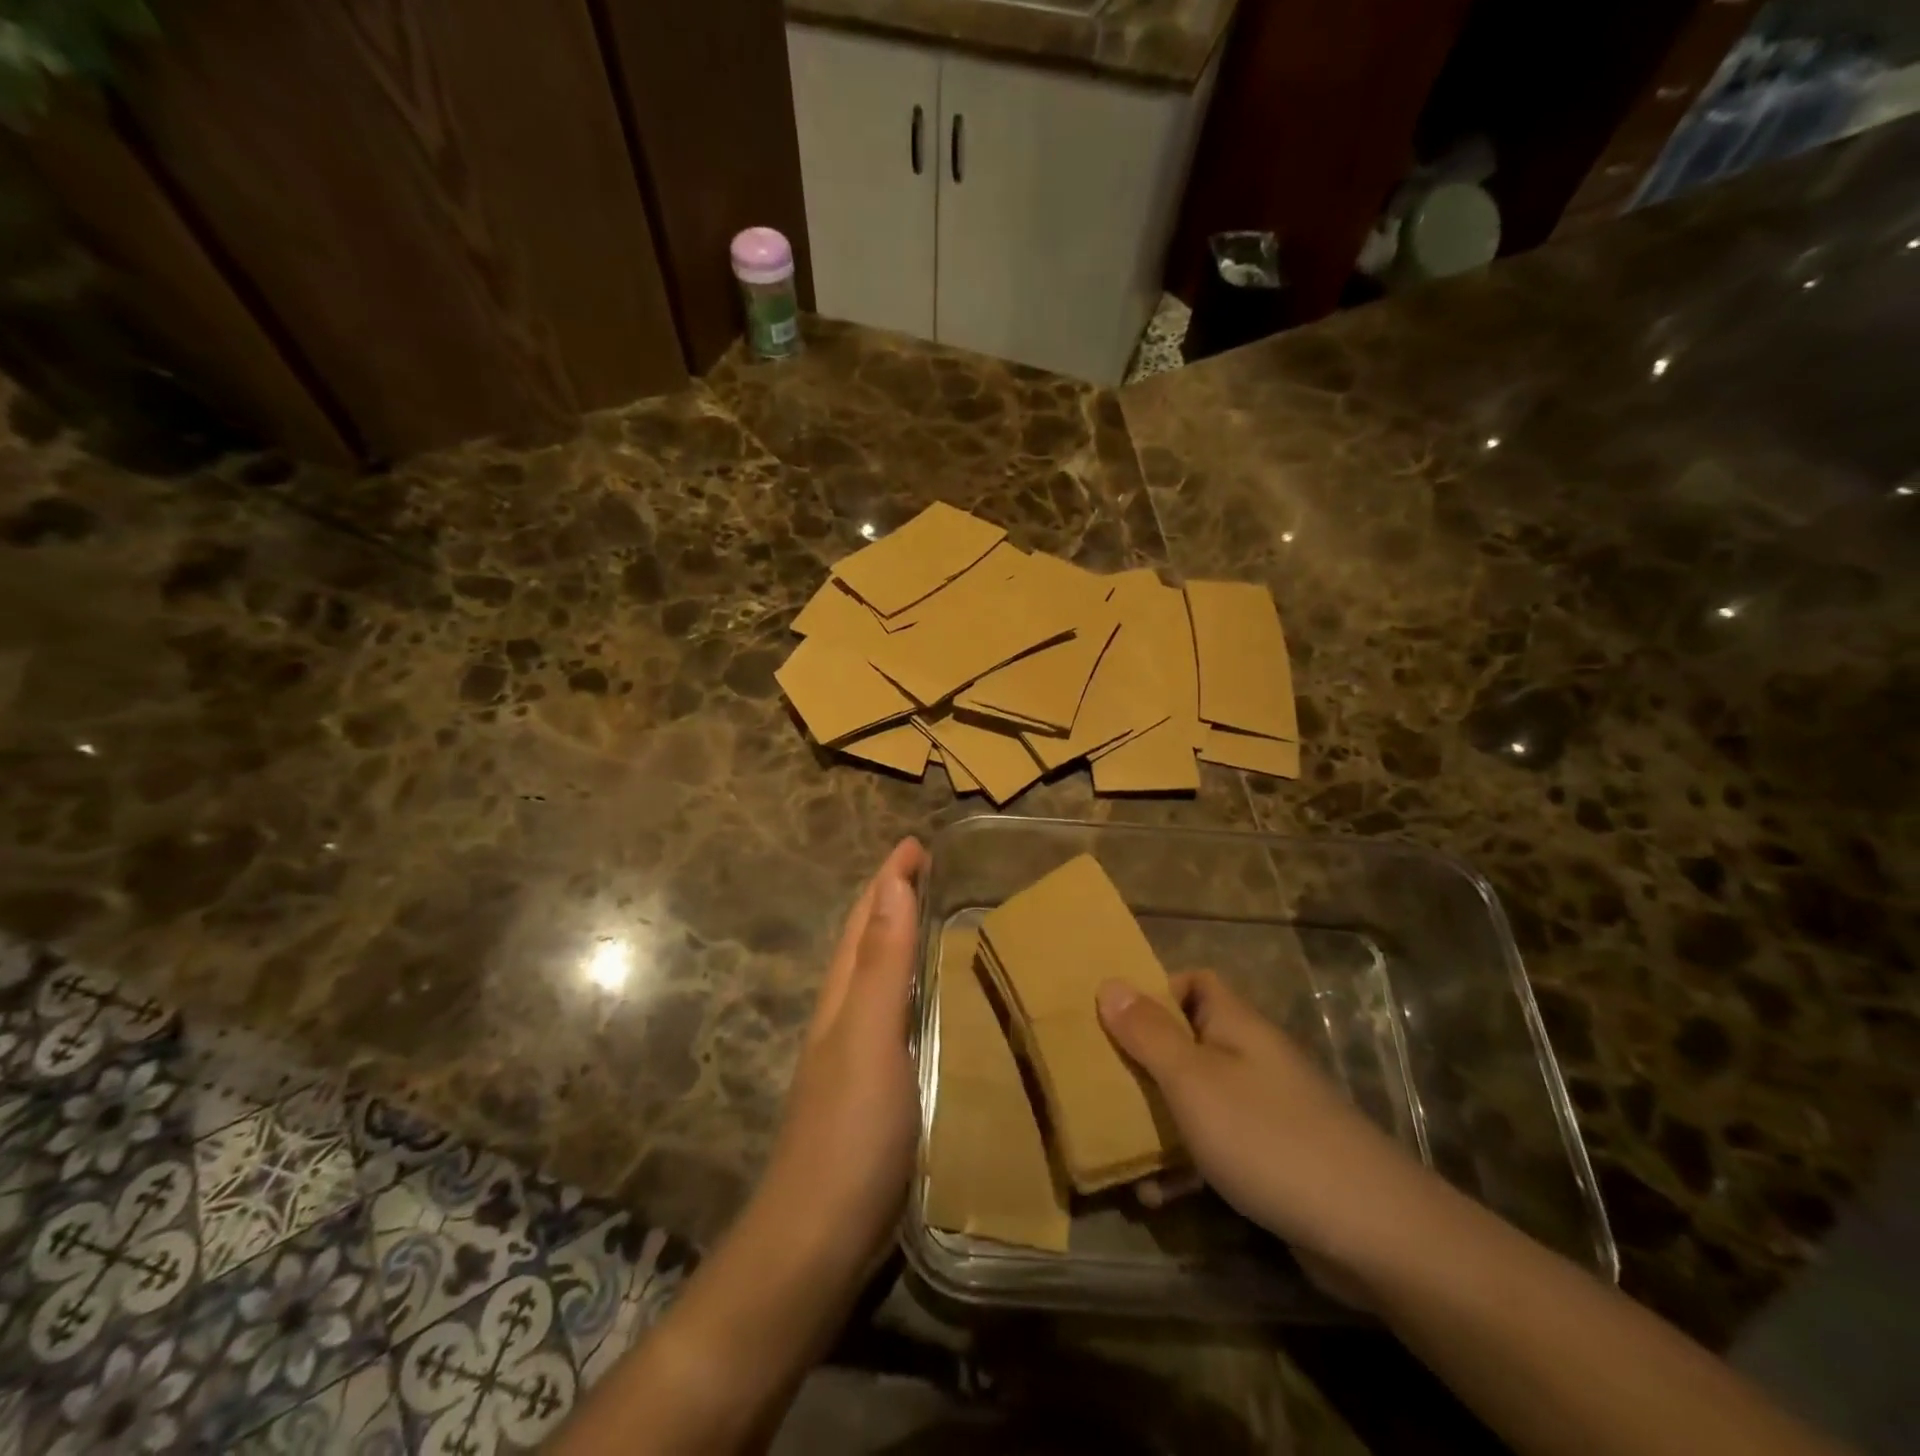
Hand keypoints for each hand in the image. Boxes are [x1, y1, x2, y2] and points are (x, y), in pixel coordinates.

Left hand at [758, 838, 926, 1286]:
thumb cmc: (849, 1131)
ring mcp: (855, 1055)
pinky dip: (911, 988)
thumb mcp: (870, 1036)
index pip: (865, 919)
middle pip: (865, 941)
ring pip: (878, 977)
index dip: (888, 878)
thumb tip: (892, 884)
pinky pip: (894, 1016)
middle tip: (928, 869)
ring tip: (935, 919)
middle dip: (890, 899)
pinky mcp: (873, 1090)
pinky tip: (932, 1002)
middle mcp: (844, 1016)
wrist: (817, 1240)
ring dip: (900, 939)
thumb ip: (883, 963)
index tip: (916, 842)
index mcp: (843, 996)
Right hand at [1097, 970, 1433, 1287]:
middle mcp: (1251, 1058)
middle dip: (1145, 1061)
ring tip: (1118, 1145)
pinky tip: (1156, 1196)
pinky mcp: (1274, 1160)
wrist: (1372, 1231)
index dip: (1156, 991)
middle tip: (1103, 1081)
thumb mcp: (1193, 1080)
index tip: (1116, 1018)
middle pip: (1189, 1041)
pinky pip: (1216, 1147)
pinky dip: (1186, 1164)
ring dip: (1159, 1119)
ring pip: (1198, 1098)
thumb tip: (1109, 983)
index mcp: (1236, 1025)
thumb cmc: (1267, 1136)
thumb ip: (1148, 1033)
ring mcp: (1266, 1110)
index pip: (1195, 982)